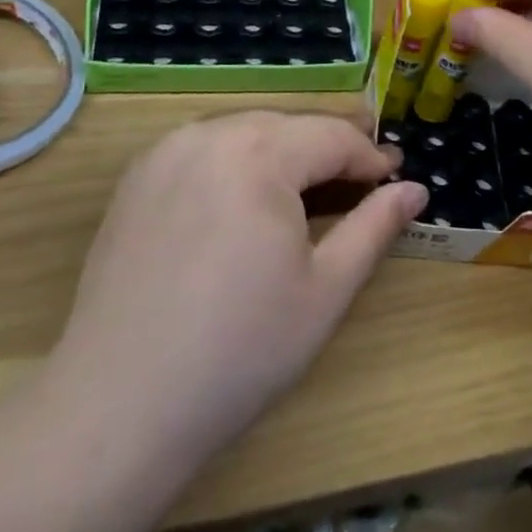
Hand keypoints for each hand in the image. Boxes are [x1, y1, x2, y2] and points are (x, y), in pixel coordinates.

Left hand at [52, 112, 426, 475]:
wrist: (117, 405)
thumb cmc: (239, 352)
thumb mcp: (325, 291)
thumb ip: (374, 228)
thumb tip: (414, 190)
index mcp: (260, 154)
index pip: (332, 136)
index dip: (370, 157)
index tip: (395, 180)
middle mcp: (210, 134)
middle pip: (289, 126)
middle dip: (329, 150)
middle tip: (360, 184)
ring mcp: (167, 151)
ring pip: (246, 131)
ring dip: (284, 152)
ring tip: (308, 191)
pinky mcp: (138, 176)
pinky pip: (205, 148)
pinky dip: (237, 161)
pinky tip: (244, 201)